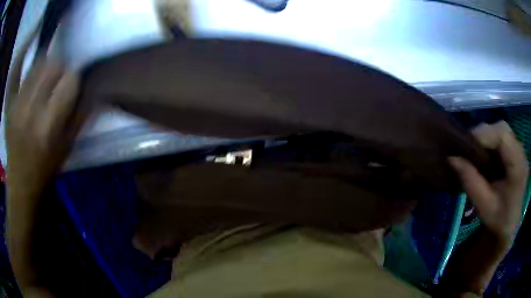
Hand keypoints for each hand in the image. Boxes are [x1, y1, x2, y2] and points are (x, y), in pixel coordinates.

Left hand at [5, 56, 79, 193]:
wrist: (21, 183)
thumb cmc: (45, 168)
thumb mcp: (67, 147)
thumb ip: (80, 115)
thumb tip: (93, 87)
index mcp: (49, 125)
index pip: (70, 80)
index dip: (74, 80)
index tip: (72, 87)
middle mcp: (32, 110)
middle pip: (54, 65)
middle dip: (61, 69)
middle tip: (59, 82)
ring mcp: (19, 104)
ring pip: (39, 64)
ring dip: (47, 68)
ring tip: (46, 82)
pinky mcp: (12, 102)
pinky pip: (25, 73)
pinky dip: (33, 72)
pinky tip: (34, 82)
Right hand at [449, 121, 528, 244]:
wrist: (509, 225)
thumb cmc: (498, 219)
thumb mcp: (483, 205)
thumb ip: (470, 181)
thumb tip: (451, 158)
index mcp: (518, 166)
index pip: (502, 135)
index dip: (483, 135)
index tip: (465, 145)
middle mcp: (521, 152)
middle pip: (502, 128)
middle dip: (484, 134)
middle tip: (469, 148)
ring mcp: (519, 149)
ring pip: (501, 129)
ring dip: (486, 137)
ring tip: (475, 152)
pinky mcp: (516, 150)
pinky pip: (502, 136)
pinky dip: (491, 141)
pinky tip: (485, 154)